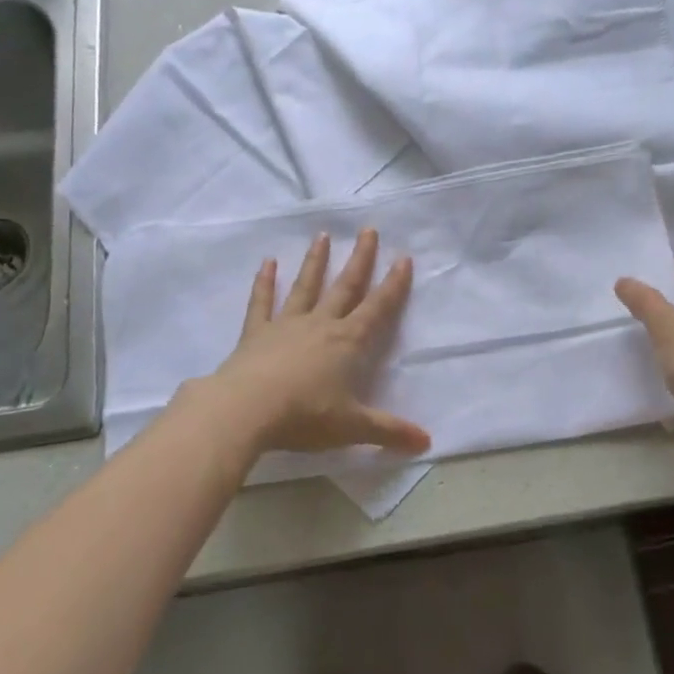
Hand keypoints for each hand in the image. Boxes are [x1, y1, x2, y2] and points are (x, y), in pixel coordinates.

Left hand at [208, 229, 430, 456]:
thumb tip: (427, 443)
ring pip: (305, 287)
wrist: (246, 410)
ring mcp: (286, 325)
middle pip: (345, 287)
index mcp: (347, 343)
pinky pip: (261, 302)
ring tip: (323, 235)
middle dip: (360, 259)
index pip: (377, 308)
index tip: (403, 258)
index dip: (393, 285)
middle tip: (368, 230)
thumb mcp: (352, 427)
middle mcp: (320, 325)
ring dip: (316, 262)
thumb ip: (389, 431)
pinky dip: (265, 282)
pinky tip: (268, 262)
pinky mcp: (255, 333)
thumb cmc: (305, 416)